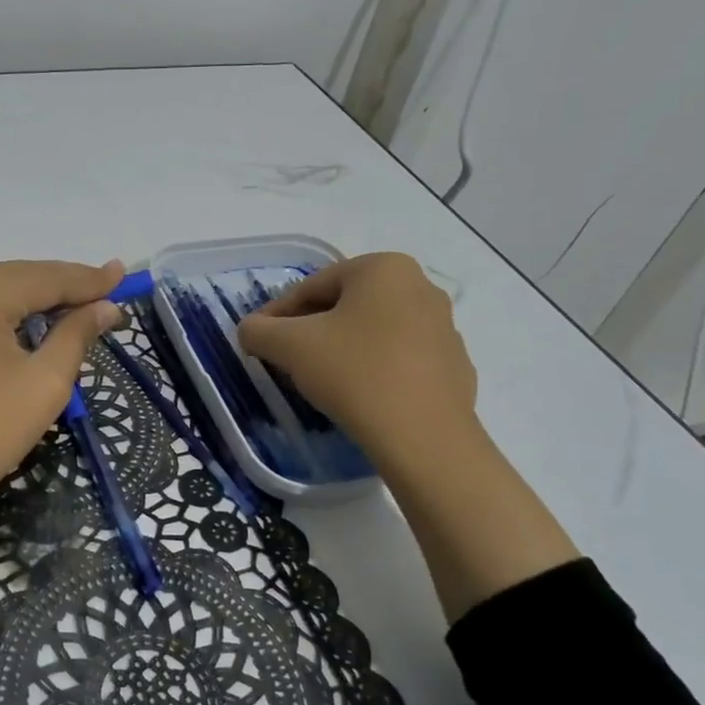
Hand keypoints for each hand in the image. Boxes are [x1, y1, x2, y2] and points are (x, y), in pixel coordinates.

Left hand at [0, 259, 126, 516]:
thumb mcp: (43, 386)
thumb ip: (76, 336)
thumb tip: (105, 307)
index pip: (46, 277)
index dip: (88, 279)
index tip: (122, 274)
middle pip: (13, 278)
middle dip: (58, 287)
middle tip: (102, 290)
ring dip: (26, 300)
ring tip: (69, 305)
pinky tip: (19, 322)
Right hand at [236, 252, 479, 468]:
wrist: (424, 436)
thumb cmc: (354, 373)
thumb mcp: (290, 346)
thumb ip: (259, 330)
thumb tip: (250, 330)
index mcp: (384, 268)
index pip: (313, 286)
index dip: (277, 314)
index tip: (258, 340)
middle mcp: (421, 287)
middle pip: (346, 306)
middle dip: (311, 330)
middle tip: (285, 359)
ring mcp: (444, 328)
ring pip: (374, 332)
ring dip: (342, 349)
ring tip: (320, 381)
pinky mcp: (455, 367)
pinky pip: (401, 359)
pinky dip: (374, 370)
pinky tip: (359, 397)